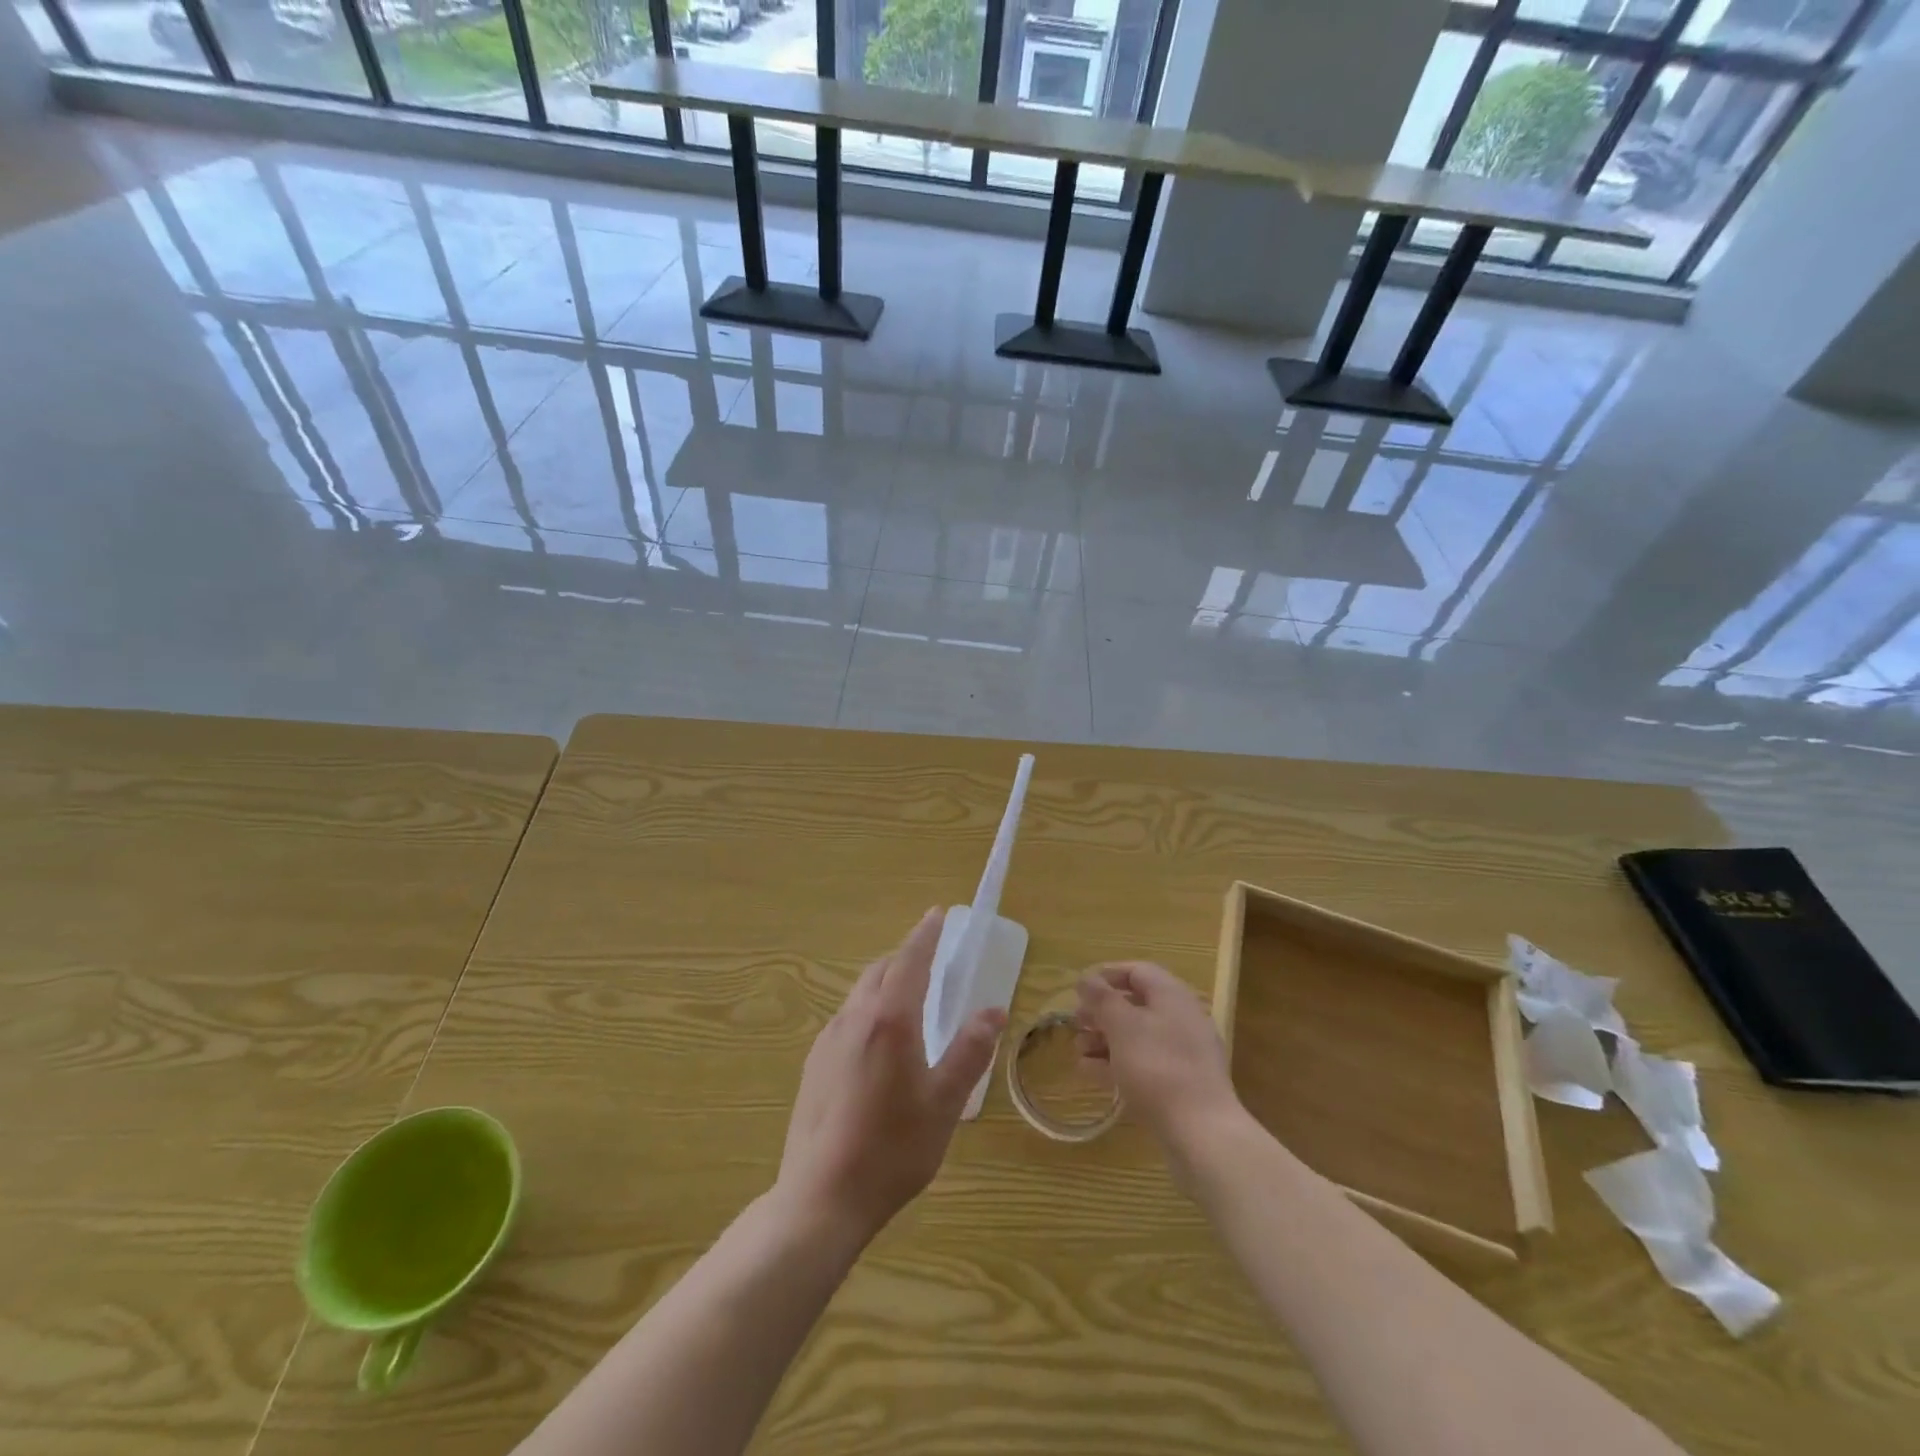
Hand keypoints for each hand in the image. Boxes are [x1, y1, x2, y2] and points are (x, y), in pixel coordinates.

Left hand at [775, 909, 1004, 1244]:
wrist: (820, 1197)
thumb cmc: (892, 1149)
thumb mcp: (944, 1103)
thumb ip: (969, 1051)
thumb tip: (993, 1009)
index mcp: (890, 1020)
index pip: (910, 960)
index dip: (925, 935)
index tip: (937, 914)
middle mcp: (854, 1018)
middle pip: (881, 971)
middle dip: (906, 957)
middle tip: (931, 960)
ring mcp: (828, 1040)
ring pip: (860, 993)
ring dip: (886, 983)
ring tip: (909, 998)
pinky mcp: (814, 1064)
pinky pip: (846, 1018)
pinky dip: (868, 1009)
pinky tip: (878, 1042)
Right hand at [1076, 962, 1245, 1177]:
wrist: (1201, 1132)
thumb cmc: (1157, 1066)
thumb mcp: (1122, 1026)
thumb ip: (1102, 998)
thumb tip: (1086, 978)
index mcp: (1172, 996)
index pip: (1137, 971)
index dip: (1106, 975)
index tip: (1079, 989)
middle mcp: (1181, 1018)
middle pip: (1136, 1004)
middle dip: (1102, 1011)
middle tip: (1075, 1022)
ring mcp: (1183, 1054)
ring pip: (1137, 1036)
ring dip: (1104, 1039)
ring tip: (1078, 1050)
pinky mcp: (1180, 1084)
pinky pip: (1143, 1063)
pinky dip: (1116, 1063)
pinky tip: (1090, 1072)